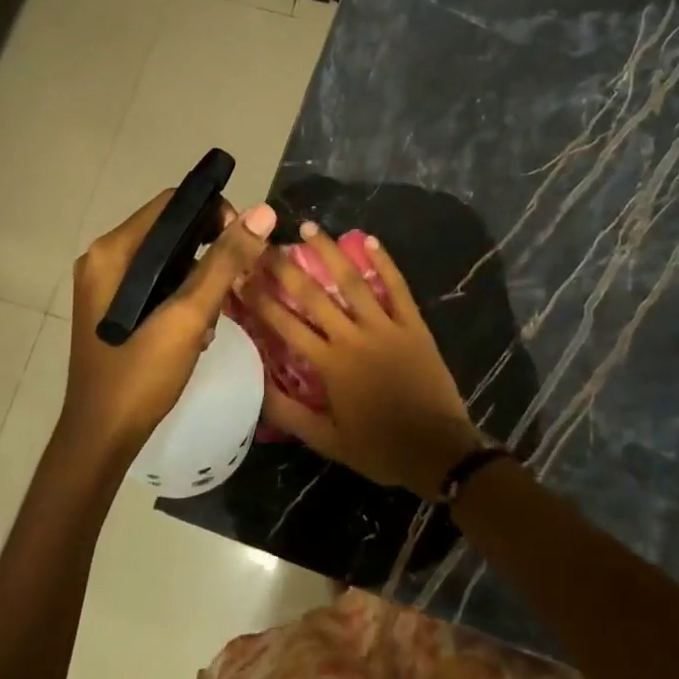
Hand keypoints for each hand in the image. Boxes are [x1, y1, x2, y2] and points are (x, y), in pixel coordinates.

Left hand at [65, 192, 276, 452]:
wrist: (101, 437)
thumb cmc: (141, 374)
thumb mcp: (188, 316)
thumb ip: (224, 262)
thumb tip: (263, 212)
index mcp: (113, 251)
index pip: (173, 203)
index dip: (214, 213)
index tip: (244, 244)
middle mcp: (104, 258)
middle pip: (171, 230)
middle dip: (209, 251)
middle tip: (235, 284)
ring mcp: (106, 285)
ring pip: (168, 259)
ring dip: (199, 279)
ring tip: (215, 314)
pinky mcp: (113, 308)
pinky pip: (156, 283)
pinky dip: (182, 295)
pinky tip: (197, 329)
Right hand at [247, 223, 481, 499]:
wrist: (438, 450)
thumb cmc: (379, 448)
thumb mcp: (326, 441)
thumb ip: (289, 413)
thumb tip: (255, 386)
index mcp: (329, 365)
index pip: (285, 325)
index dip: (259, 299)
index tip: (239, 275)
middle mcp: (353, 337)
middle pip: (313, 295)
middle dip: (285, 268)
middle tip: (264, 243)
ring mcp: (386, 327)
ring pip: (353, 282)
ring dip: (330, 253)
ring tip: (309, 228)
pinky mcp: (413, 325)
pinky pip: (397, 288)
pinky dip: (385, 263)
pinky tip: (370, 240)